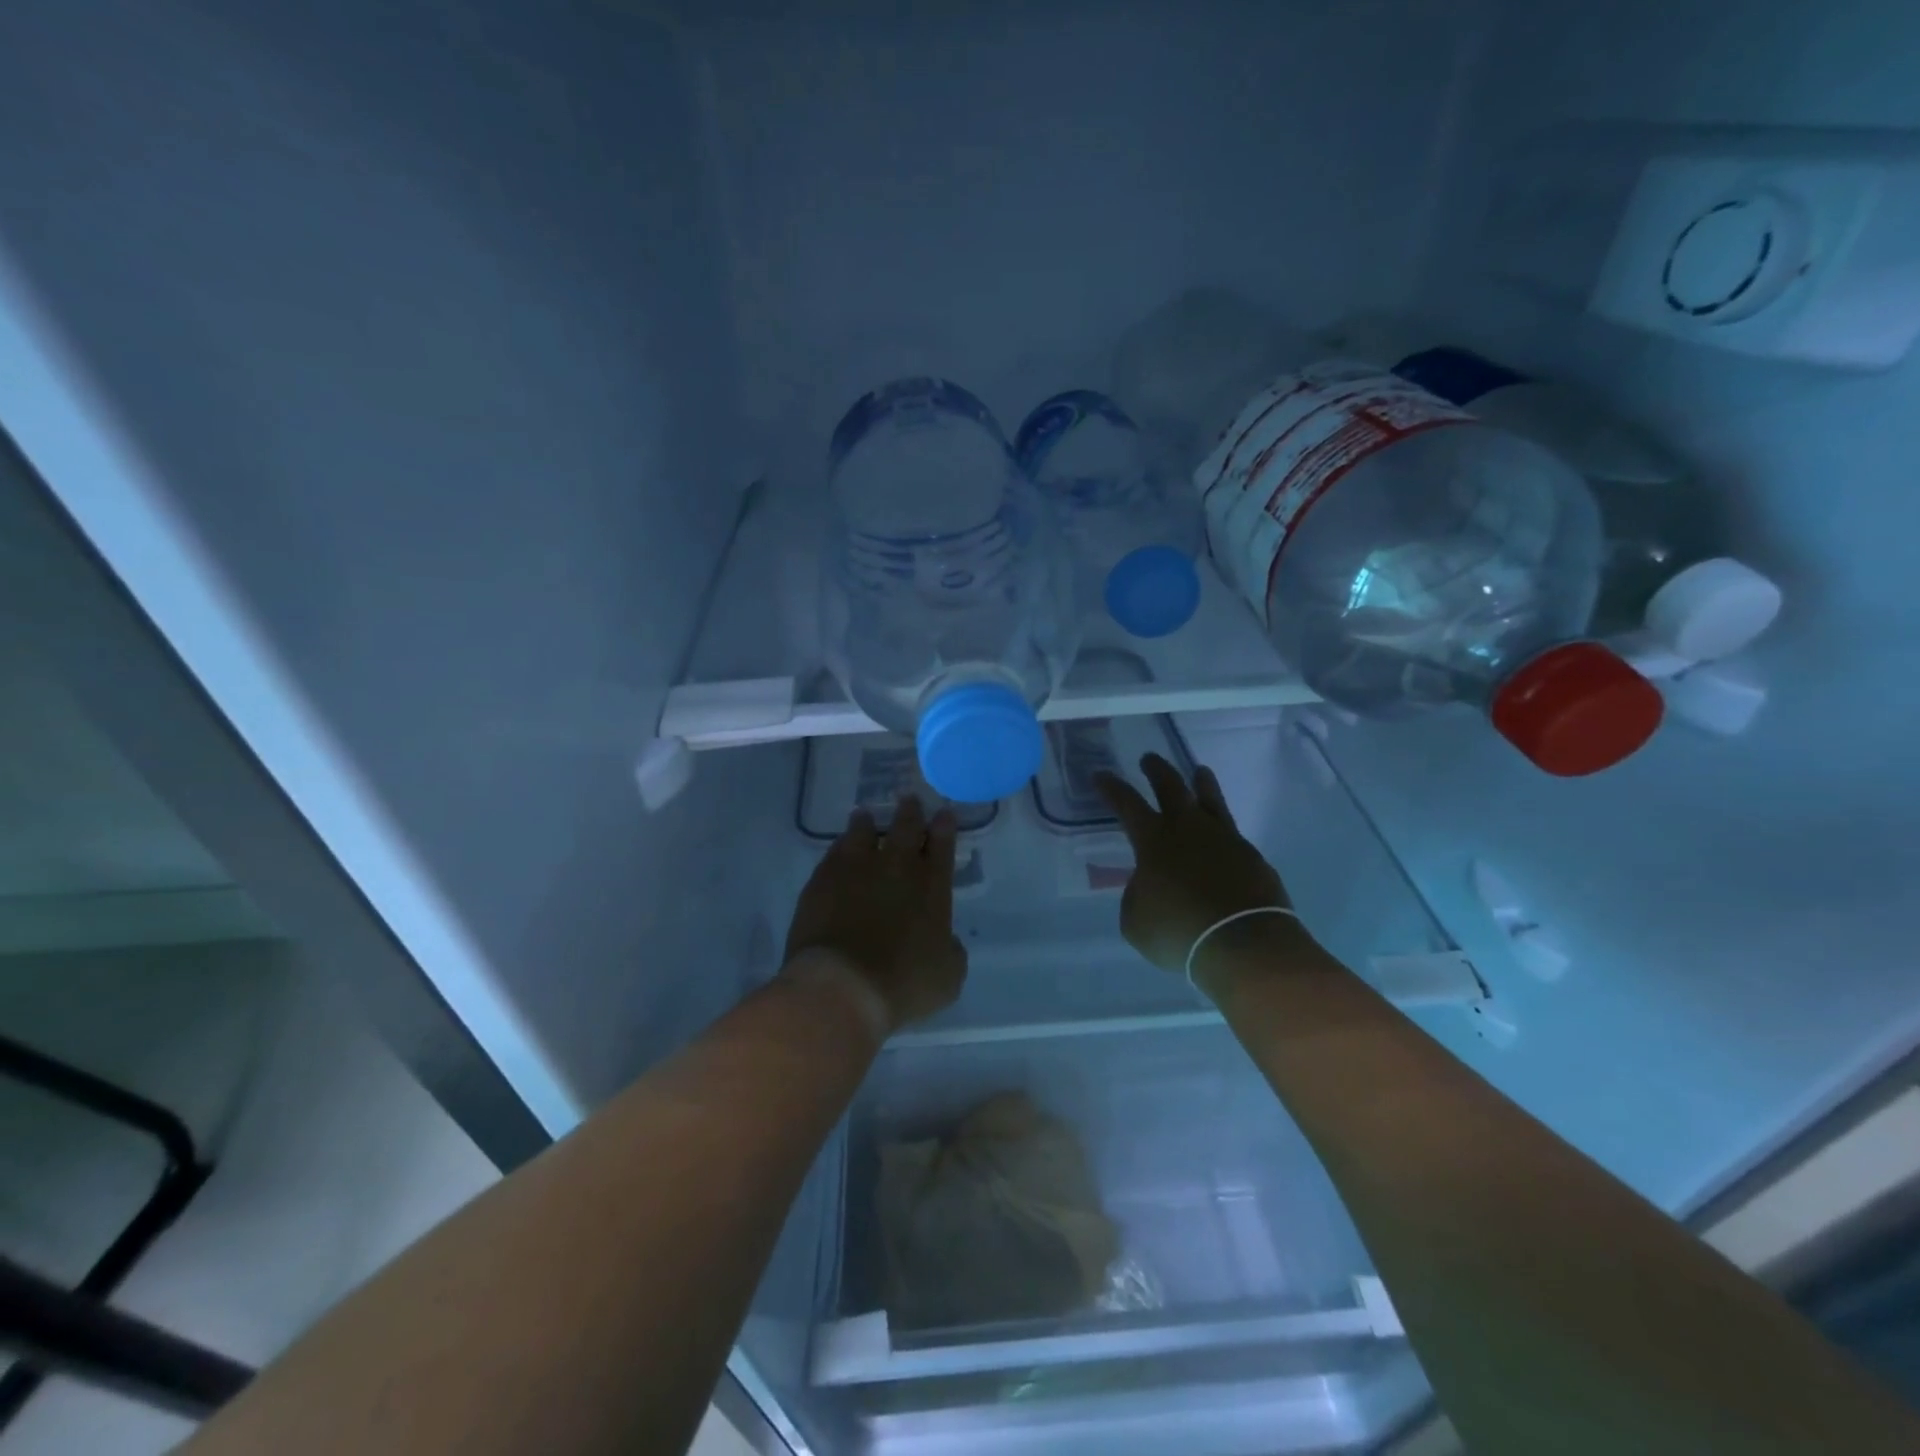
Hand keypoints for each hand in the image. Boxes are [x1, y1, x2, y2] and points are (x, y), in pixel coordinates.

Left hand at [783, 795, 968, 1033]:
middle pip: (905, 827)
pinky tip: (840, 848)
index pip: (942, 844)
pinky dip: (841, 846)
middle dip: (910, 812)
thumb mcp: (948, 976)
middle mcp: (897, 867)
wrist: (842, 986)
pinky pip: (834, 852)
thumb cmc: (903, 985)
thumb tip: (945, 941)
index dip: (944, 827)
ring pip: (863, 831)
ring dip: (867, 822)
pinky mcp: (822, 880)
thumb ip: (950, 950)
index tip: (943, 814)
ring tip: (865, 816)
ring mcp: (856, 869)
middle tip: (909, 801)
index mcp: (932, 886)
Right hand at [1096, 754, 1290, 974]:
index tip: (1101, 774)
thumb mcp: (1136, 920)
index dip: (1112, 788)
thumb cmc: (1178, 931)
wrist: (1243, 943)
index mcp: (1153, 840)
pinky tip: (1223, 837)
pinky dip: (1223, 830)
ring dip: (1202, 784)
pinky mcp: (1253, 857)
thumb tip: (1148, 886)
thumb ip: (1136, 895)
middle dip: (1157, 770)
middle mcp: (1189, 829)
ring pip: (1211, 800)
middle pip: (1171, 787)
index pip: (1127, 803)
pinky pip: (1233, 835)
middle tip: (1149, 758)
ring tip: (1200, 772)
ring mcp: (1225, 839)